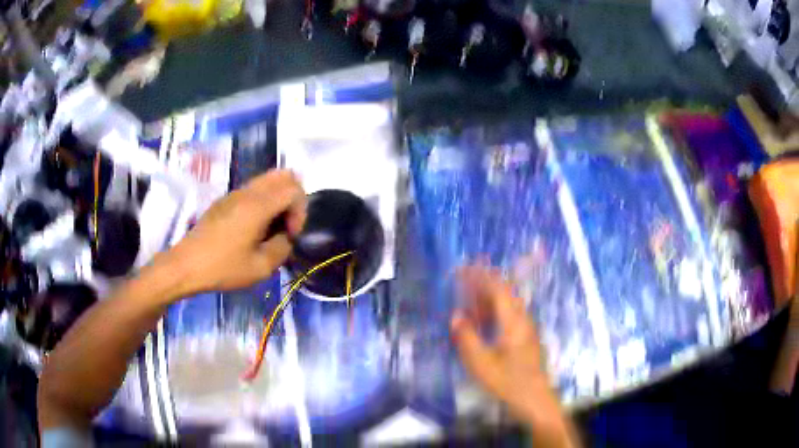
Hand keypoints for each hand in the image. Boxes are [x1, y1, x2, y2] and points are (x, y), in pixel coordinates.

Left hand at [163, 170, 306, 294]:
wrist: (186, 264)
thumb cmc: (222, 267)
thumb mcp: (260, 267)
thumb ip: (282, 248)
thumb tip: (286, 237)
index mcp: (258, 205)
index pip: (294, 189)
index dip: (300, 211)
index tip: (290, 235)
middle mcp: (248, 192)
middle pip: (283, 175)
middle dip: (293, 198)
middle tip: (286, 224)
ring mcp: (235, 193)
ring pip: (268, 180)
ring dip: (277, 199)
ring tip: (271, 228)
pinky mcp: (225, 200)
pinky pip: (253, 189)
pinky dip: (264, 201)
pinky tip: (254, 228)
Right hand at [451, 266, 577, 446]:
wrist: (535, 399)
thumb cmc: (507, 382)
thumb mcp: (480, 363)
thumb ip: (467, 337)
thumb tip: (456, 316)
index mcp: (513, 321)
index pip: (498, 288)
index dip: (480, 276)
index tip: (463, 269)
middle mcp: (523, 319)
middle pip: (504, 292)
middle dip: (483, 283)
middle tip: (462, 281)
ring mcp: (527, 328)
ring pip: (507, 302)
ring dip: (488, 296)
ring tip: (468, 298)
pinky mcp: (526, 337)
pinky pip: (509, 313)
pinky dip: (494, 309)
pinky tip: (483, 320)